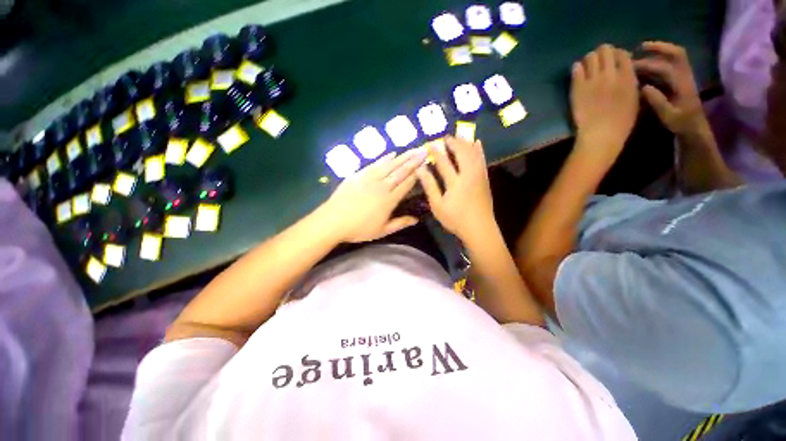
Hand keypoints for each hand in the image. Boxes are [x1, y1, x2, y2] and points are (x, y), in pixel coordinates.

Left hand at [322, 148, 426, 242]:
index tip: (426, 165)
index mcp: (389, 200)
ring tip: (413, 149)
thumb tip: (416, 219)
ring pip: (390, 165)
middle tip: (424, 151)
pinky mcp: (360, 174)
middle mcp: (383, 186)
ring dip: (403, 156)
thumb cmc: (359, 228)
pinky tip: (392, 153)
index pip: (406, 184)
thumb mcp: (382, 231)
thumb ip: (400, 223)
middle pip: (401, 171)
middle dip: (414, 161)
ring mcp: (370, 178)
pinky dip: (385, 158)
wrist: (334, 220)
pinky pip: (375, 164)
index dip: (417, 175)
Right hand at [418, 136, 494, 241]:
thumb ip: (430, 186)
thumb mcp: (438, 205)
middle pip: (461, 154)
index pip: (444, 162)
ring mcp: (479, 176)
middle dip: (453, 143)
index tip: (430, 143)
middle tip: (445, 137)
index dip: (436, 152)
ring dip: (466, 143)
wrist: (480, 228)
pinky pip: (482, 160)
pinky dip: (479, 150)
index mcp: (455, 182)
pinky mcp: (485, 179)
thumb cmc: (456, 219)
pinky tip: (477, 143)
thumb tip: (421, 170)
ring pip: (473, 154)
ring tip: (459, 135)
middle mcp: (468, 175)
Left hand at [571, 44, 639, 155]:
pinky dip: (577, 68)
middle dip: (603, 53)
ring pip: (589, 57)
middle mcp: (610, 74)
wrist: (601, 134)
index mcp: (628, 76)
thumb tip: (624, 70)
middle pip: (605, 51)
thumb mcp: (634, 98)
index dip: (618, 55)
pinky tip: (578, 73)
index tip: (614, 62)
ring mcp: (592, 80)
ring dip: (590, 60)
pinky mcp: (578, 88)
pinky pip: (576, 69)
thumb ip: (630, 81)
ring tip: (589, 68)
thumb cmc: (622, 121)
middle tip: (600, 62)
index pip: (622, 54)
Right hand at [634, 41, 707, 135]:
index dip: (649, 64)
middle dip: (659, 48)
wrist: (695, 129)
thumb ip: (657, 101)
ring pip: (675, 56)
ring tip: (643, 52)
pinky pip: (673, 64)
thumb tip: (644, 87)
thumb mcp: (669, 116)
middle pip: (676, 54)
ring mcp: (685, 77)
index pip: (666, 67)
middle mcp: (685, 76)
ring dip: (660, 51)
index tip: (632, 64)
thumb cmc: (681, 124)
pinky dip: (662, 59)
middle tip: (640, 48)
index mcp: (682, 84)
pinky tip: (650, 63)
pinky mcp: (682, 81)